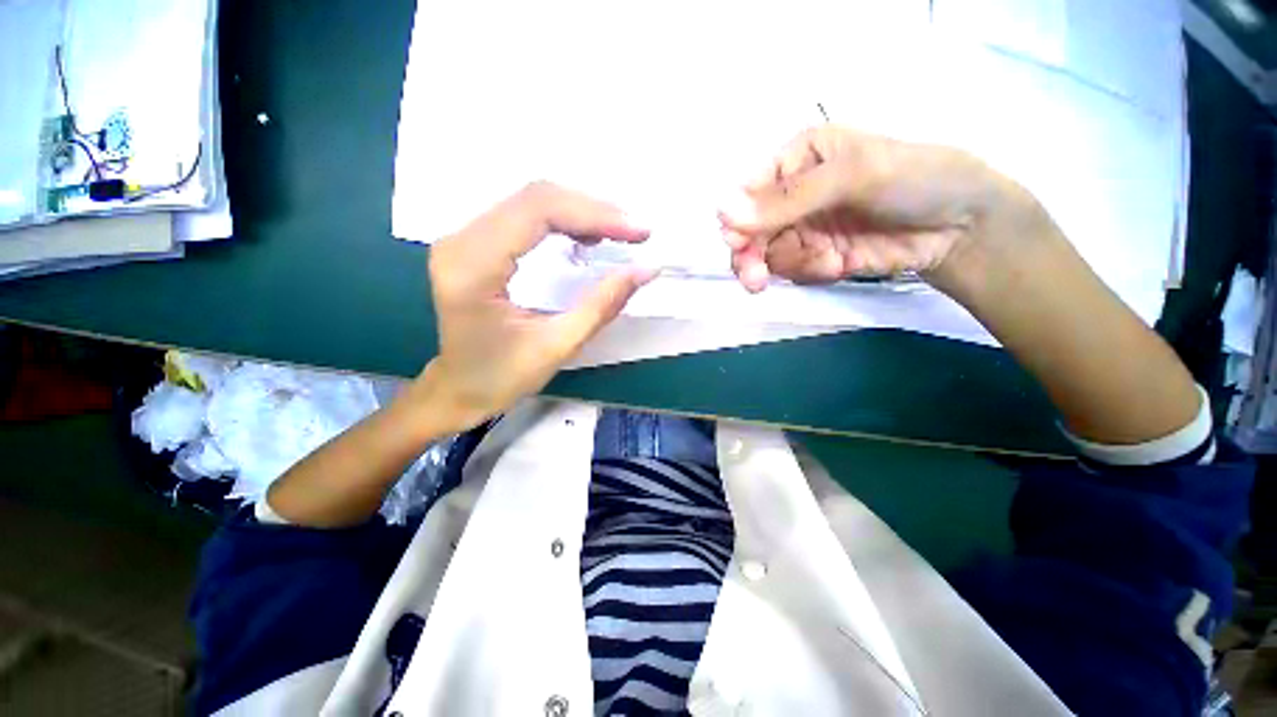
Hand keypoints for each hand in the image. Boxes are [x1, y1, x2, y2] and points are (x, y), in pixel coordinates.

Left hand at [418, 181, 656, 431]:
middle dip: (593, 210)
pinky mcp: (472, 243)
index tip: (638, 232)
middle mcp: (459, 241)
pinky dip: (562, 220)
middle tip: (634, 232)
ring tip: (617, 234)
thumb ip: (602, 305)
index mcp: (472, 267)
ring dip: (580, 212)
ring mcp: (462, 238)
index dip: (594, 214)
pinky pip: (523, 215)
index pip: (537, 212)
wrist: (459, 389)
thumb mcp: (558, 346)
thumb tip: (646, 269)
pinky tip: (586, 236)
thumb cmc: (502, 377)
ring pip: (530, 201)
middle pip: (534, 198)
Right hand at [718, 126, 1038, 294]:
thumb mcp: (851, 175)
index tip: (739, 245)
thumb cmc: (913, 179)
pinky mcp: (815, 257)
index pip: (747, 194)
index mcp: (796, 160)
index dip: (737, 221)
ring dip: (793, 264)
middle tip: (756, 280)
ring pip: (768, 256)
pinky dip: (811, 272)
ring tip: (829, 261)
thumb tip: (723, 211)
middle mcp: (792, 196)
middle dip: (752, 257)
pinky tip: (839, 264)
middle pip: (750, 232)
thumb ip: (788, 197)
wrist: (959, 226)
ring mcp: (803, 229)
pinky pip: (792, 271)